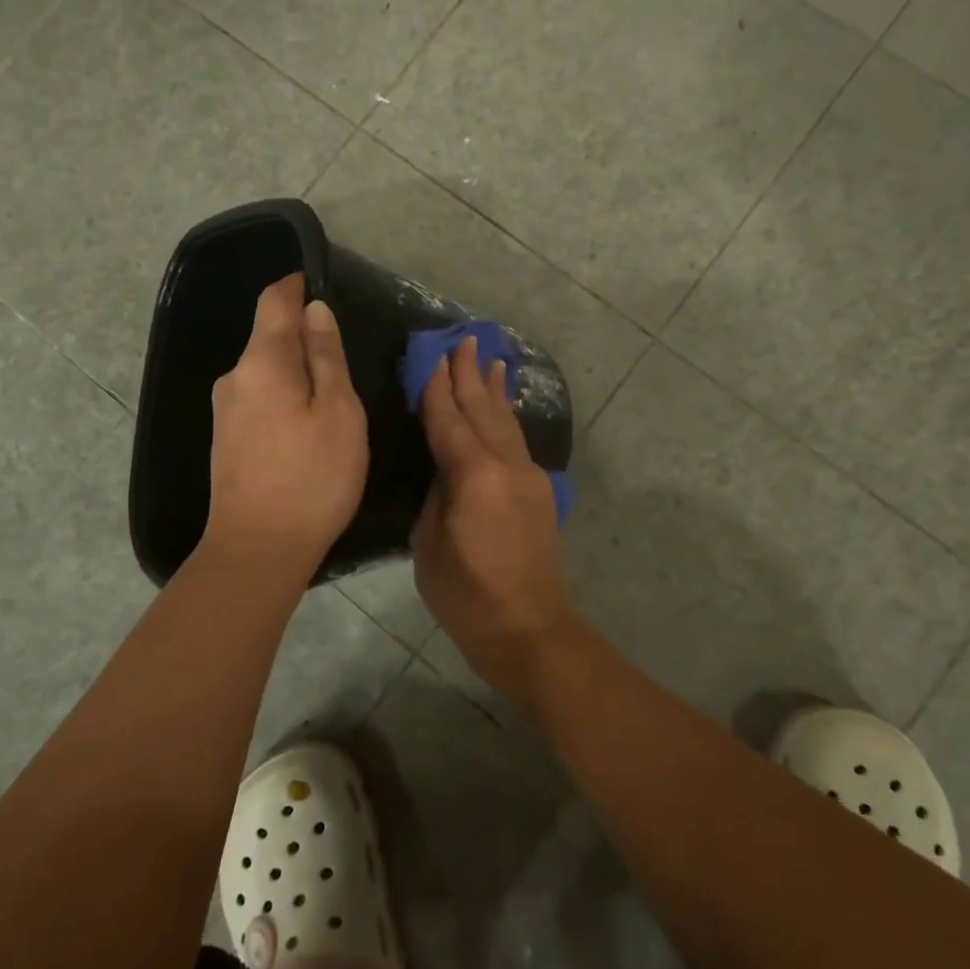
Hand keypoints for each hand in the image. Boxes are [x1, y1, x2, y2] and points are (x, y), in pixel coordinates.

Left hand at [204, 274, 367, 581]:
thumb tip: (314, 310)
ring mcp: (225, 411)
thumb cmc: (311, 477)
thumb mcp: (338, 411)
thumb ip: (326, 355)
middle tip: (349, 356)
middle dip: (305, 335)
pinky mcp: (227, 439)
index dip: (297, 285)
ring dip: (297, 370)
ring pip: (266, 371)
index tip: (325, 286)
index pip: (274, 301)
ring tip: (336, 394)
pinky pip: (260, 398)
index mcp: (262, 362)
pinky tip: (309, 424)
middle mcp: (234, 378)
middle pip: (269, 336)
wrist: (257, 550)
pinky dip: (286, 396)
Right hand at [413, 336, 574, 699]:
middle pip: (484, 410)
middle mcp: (507, 465)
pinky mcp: (538, 490)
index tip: (433, 356)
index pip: (449, 420)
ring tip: (491, 359)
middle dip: (471, 374)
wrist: (529, 628)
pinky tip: (504, 406)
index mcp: (475, 476)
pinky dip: (507, 416)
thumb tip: (445, 466)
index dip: (438, 388)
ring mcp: (528, 476)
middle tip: (464, 340)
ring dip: (495, 390)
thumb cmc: (467, 595)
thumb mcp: (430, 543)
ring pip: (506, 421)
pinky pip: (517, 440)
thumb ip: (437, 493)